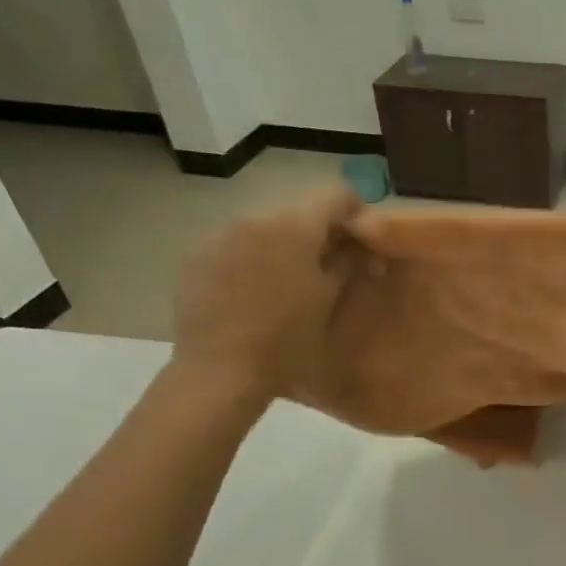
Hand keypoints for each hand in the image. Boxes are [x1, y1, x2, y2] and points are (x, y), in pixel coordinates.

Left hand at [171, 183, 363, 409]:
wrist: (221, 370)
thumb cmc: (287, 341)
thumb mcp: (328, 302)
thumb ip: (349, 263)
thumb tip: (365, 246)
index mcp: (294, 225)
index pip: (336, 195)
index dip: (357, 213)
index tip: (366, 242)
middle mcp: (255, 216)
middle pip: (299, 211)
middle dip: (320, 233)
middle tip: (334, 267)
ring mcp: (221, 234)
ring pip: (267, 228)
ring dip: (286, 246)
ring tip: (293, 283)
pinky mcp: (198, 256)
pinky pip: (237, 245)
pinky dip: (255, 259)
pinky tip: (258, 294)